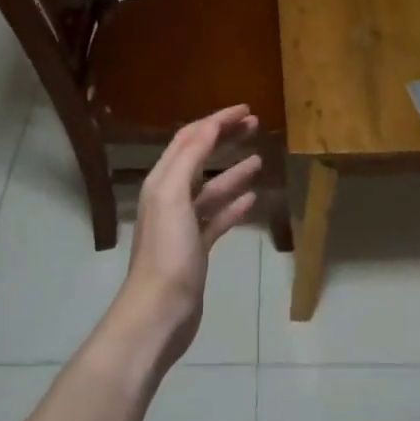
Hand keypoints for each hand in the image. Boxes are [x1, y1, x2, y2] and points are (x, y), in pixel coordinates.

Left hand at [112, 105, 263, 368]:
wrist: (160, 311)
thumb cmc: (167, 251)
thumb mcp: (172, 196)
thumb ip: (188, 158)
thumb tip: (208, 126)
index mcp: (163, 181)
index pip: (190, 138)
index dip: (216, 120)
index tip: (246, 110)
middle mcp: (171, 197)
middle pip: (200, 157)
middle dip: (225, 138)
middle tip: (255, 125)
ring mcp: (184, 224)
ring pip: (212, 188)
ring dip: (233, 171)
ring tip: (259, 159)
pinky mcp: (197, 247)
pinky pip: (218, 217)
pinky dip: (234, 204)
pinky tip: (253, 198)